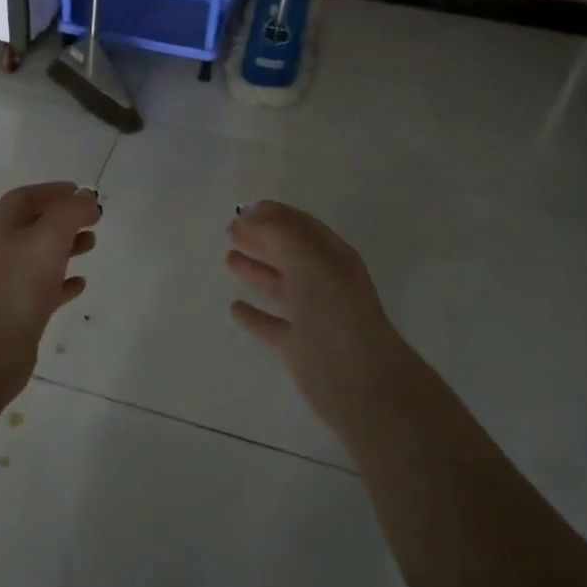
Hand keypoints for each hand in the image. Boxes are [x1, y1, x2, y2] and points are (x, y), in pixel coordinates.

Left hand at [0, 181, 100, 399]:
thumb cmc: (18, 284)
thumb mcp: (48, 237)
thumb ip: (70, 212)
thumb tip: (86, 197)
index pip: (25, 197)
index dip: (53, 191)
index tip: (83, 193)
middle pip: (32, 225)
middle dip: (63, 219)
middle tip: (95, 220)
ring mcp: (5, 282)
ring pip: (39, 256)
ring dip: (66, 247)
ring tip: (92, 245)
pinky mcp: (16, 312)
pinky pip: (42, 288)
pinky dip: (62, 281)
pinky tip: (80, 283)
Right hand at [227, 201, 422, 439]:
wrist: (358, 377)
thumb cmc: (333, 310)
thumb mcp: (309, 259)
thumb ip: (279, 231)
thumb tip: (250, 212)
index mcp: (331, 257)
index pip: (301, 226)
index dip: (274, 215)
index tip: (243, 209)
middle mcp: (322, 282)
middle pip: (288, 253)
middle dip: (261, 239)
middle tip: (230, 230)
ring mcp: (311, 314)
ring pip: (278, 285)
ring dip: (255, 270)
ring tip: (229, 259)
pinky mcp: (298, 344)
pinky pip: (270, 323)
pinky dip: (253, 314)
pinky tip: (235, 308)